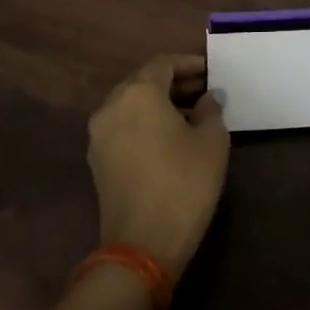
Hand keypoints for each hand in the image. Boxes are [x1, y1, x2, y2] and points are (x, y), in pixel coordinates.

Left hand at [87, 54, 228, 279]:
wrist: (143, 246)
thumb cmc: (184, 184)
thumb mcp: (211, 141)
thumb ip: (210, 110)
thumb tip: (207, 98)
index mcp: (139, 93)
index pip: (163, 63)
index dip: (189, 63)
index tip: (210, 70)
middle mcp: (112, 105)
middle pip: (143, 81)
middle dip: (173, 82)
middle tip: (203, 90)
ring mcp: (99, 134)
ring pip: (131, 104)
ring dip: (158, 103)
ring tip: (190, 114)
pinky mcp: (97, 160)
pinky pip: (123, 126)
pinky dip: (144, 122)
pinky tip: (168, 136)